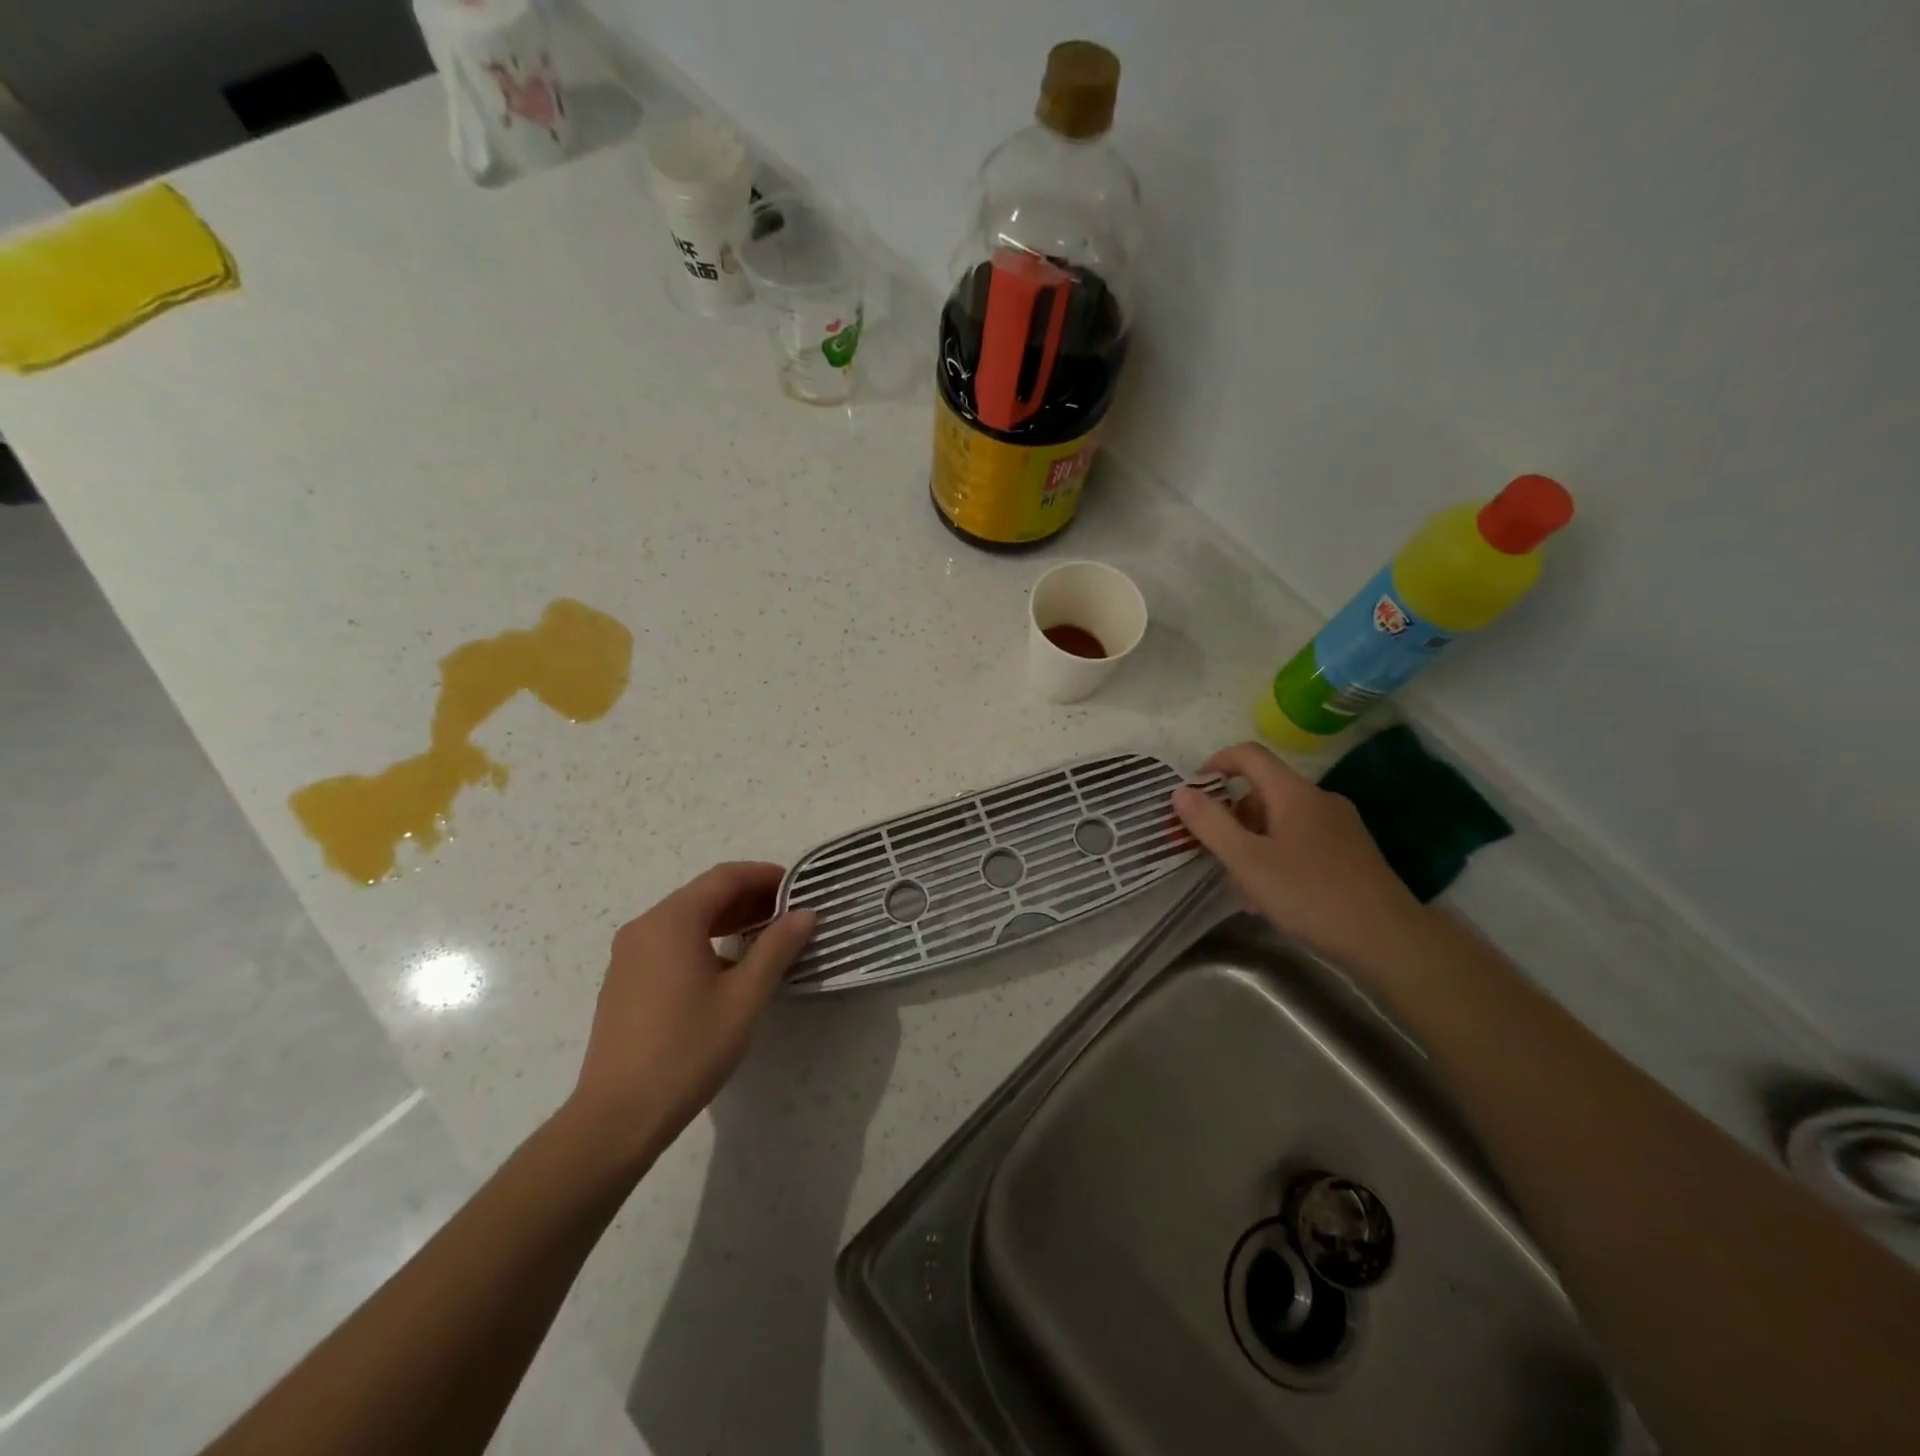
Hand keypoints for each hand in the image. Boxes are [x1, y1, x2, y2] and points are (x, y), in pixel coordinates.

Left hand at [567, 862, 814, 1164]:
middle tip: (789, 913)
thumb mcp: (744, 997)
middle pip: (703, 895)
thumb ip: (776, 948)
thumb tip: (804, 913)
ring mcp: (629, 955)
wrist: (618, 1117)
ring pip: (686, 920)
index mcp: (672, 922)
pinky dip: (704, 941)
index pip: (724, 877)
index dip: (764, 875)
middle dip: (749, 898)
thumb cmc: (688, 1049)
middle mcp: (645, 928)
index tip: (798, 886)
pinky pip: (670, 943)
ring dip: (728, 920)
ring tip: (767, 936)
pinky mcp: (624, 982)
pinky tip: (728, 967)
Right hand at [1172, 742, 1424, 977]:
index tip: (1193, 793)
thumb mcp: (1247, 861)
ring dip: (1254, 841)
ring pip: (1282, 820)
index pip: (1249, 755)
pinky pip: (1302, 841)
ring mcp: (1341, 826)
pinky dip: (1278, 856)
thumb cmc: (1310, 894)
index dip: (1216, 764)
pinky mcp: (1352, 853)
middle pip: (1263, 790)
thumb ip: (1210, 824)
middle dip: (1232, 815)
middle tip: (1215, 851)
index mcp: (1294, 793)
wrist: (1389, 939)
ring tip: (1243, 884)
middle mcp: (1320, 800)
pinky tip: (1275, 896)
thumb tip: (1181, 791)